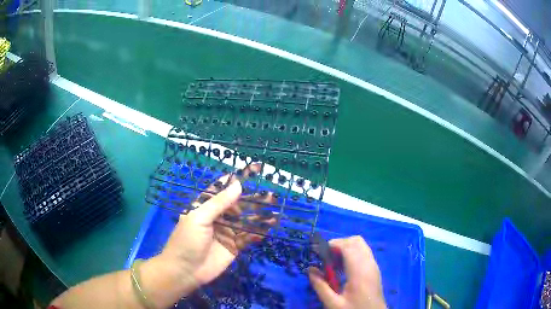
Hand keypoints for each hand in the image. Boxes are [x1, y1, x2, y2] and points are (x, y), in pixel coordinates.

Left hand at [158, 164, 274, 292]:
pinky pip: (248, 237)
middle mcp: (218, 217)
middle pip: (238, 205)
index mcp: (206, 207)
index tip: (253, 171)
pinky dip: (259, 232)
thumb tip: (238, 185)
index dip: (236, 181)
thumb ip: (219, 203)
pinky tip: (270, 228)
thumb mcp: (199, 218)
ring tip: (275, 211)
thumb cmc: (187, 240)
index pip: (222, 190)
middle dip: (253, 200)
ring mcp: (227, 232)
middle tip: (271, 196)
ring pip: (246, 221)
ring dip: (259, 216)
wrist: (185, 271)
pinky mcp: (234, 246)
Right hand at [308, 236, 386, 308]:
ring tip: (333, 263)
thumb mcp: (333, 303)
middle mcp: (369, 264)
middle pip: (356, 241)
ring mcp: (373, 265)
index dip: (332, 244)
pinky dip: (352, 253)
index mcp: (359, 271)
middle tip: (326, 257)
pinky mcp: (374, 269)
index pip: (348, 246)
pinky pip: (364, 252)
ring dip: (346, 248)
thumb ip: (320, 286)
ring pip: (361, 245)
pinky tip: (343, 268)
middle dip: (339, 244)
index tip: (318, 252)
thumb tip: (309, 269)